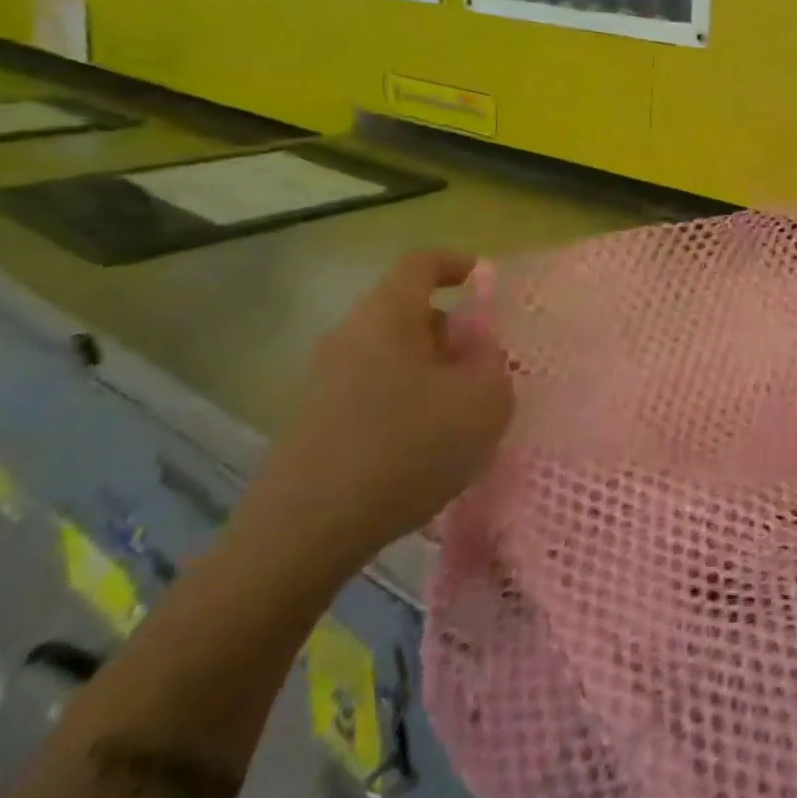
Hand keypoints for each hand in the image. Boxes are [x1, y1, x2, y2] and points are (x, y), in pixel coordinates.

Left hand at [238, 251, 514, 576]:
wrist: (303, 533)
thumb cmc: (406, 450)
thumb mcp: (483, 402)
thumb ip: (493, 361)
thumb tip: (479, 344)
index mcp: (387, 318)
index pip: (420, 264)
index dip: (456, 264)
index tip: (484, 282)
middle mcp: (349, 336)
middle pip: (407, 311)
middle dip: (451, 330)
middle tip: (484, 367)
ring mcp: (323, 379)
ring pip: (390, 353)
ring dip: (430, 369)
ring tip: (459, 413)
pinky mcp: (313, 419)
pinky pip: (372, 387)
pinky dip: (404, 398)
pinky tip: (422, 445)